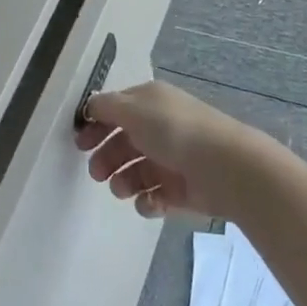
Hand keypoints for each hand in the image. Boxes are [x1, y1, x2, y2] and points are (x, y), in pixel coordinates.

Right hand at [72, 79, 276, 219]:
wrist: (226, 168)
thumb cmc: (174, 131)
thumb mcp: (132, 109)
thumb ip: (105, 107)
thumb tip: (90, 107)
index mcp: (151, 102)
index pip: (116, 110)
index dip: (96, 124)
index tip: (80, 144)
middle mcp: (162, 127)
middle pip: (125, 142)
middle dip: (107, 158)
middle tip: (96, 174)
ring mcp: (174, 159)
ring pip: (138, 171)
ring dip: (123, 181)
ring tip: (122, 190)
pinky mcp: (184, 189)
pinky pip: (157, 196)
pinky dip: (148, 201)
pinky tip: (148, 203)